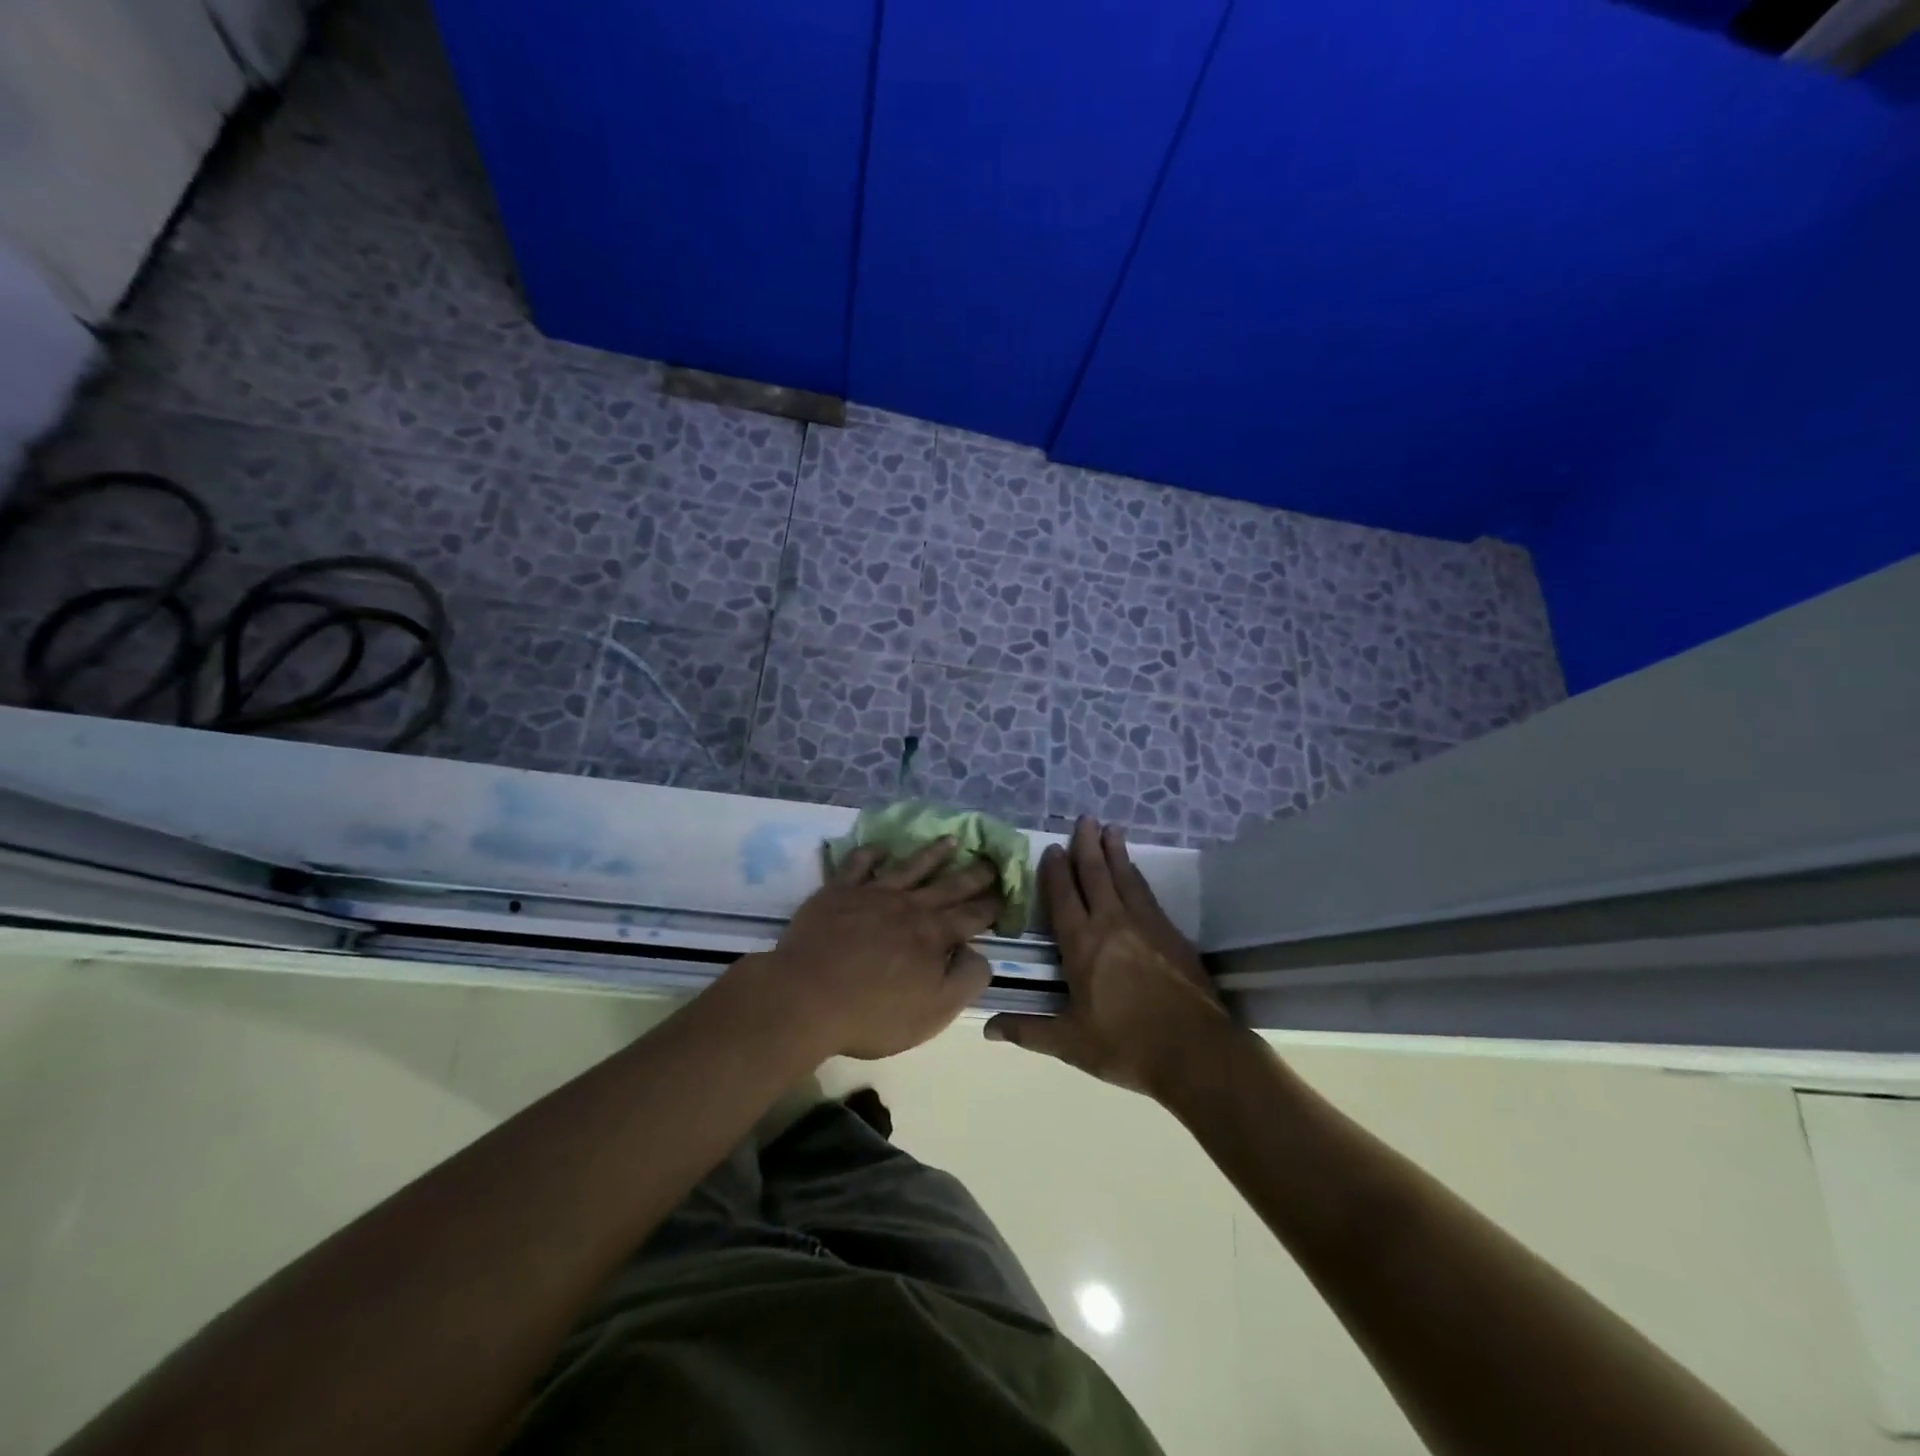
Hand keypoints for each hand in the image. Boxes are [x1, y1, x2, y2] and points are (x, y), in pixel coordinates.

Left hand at [745, 838, 1001, 1060]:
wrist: (806, 997)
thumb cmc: (873, 1013)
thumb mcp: (934, 1012)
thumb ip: (966, 980)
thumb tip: (979, 952)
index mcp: (934, 935)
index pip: (972, 916)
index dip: (991, 905)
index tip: (1006, 893)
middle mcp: (909, 906)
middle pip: (948, 885)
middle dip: (974, 873)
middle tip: (991, 859)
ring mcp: (873, 894)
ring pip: (910, 866)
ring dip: (932, 853)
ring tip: (951, 840)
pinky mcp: (839, 891)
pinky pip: (859, 864)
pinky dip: (871, 853)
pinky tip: (880, 848)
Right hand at [984, 818, 1235, 1097]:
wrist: (1196, 1051)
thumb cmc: (1126, 1046)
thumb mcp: (1071, 1043)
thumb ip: (1029, 1030)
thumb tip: (988, 1028)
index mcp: (1083, 945)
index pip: (1064, 898)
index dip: (1056, 871)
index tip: (1051, 848)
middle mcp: (1112, 924)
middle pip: (1096, 875)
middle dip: (1087, 846)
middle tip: (1085, 818)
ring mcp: (1146, 925)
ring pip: (1125, 878)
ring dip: (1115, 852)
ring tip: (1111, 829)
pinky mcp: (1172, 934)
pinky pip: (1147, 894)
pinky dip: (1137, 876)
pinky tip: (1135, 871)